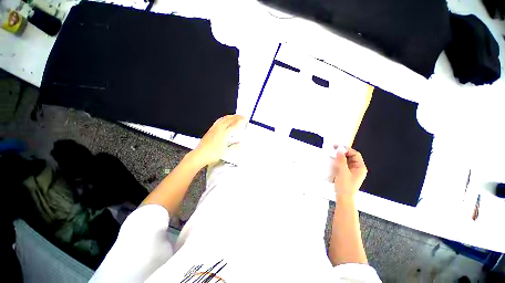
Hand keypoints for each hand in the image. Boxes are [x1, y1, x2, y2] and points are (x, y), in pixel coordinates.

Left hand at [189, 115, 244, 167]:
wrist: (200, 155)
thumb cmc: (212, 154)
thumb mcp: (226, 152)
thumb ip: (235, 147)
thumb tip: (239, 144)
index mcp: (224, 134)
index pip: (234, 125)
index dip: (241, 121)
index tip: (245, 119)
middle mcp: (219, 129)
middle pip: (229, 120)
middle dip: (237, 117)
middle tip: (242, 116)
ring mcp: (214, 128)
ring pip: (223, 119)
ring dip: (230, 116)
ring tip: (235, 116)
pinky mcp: (210, 130)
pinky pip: (218, 121)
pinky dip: (224, 118)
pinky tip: (224, 119)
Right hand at [332, 146, 366, 197]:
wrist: (343, 197)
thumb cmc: (345, 185)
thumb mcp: (343, 172)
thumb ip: (341, 160)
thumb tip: (339, 151)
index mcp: (360, 167)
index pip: (355, 154)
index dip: (347, 149)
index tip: (338, 147)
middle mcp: (357, 168)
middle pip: (351, 156)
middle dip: (343, 152)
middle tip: (334, 149)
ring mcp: (352, 171)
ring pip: (346, 160)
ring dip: (340, 156)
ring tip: (332, 154)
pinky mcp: (346, 173)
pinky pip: (343, 164)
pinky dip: (339, 161)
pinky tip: (333, 160)